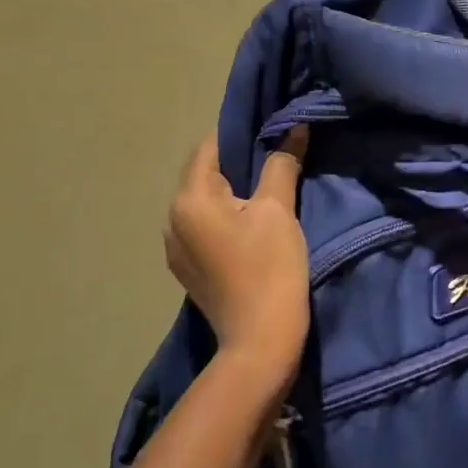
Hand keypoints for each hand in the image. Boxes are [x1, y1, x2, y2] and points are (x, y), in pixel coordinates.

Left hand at [164, 129, 310, 392]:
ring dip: (232, 191)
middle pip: (205, 174)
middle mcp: (172, 218)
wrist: (260, 340)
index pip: (210, 146)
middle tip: (277, 156)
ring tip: (267, 190)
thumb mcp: (279, 209)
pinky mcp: (187, 268)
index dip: (241, 133)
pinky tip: (251, 224)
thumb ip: (282, 163)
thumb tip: (295, 127)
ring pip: (204, 201)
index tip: (271, 128)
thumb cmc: (271, 267)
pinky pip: (204, 225)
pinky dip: (225, 215)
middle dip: (238, 162)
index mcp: (190, 199)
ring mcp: (176, 247)